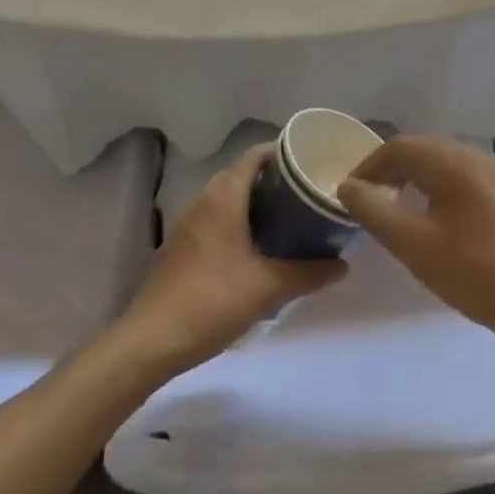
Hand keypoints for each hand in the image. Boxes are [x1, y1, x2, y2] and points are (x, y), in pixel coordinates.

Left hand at [115, 144, 344, 379]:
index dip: (283, 152)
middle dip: (275, 179)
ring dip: (257, 201)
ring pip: (229, 198)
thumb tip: (343, 266)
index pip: (255, 156)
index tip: (311, 162)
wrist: (151, 341)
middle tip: (307, 192)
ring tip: (291, 217)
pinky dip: (240, 221)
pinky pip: (217, 219)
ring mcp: (189, 224)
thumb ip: (309, 273)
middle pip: (243, 174)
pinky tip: (260, 246)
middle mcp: (204, 200)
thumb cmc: (212, 301)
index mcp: (224, 197)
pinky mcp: (182, 246)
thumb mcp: (269, 287)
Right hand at [337, 136, 494, 348]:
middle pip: (420, 149)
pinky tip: (426, 217)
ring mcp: (492, 173)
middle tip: (364, 202)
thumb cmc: (473, 272)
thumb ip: (374, 210)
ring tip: (389, 209)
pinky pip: (456, 177)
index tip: (347, 195)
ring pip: (439, 162)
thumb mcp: (413, 244)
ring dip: (410, 178)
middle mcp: (474, 155)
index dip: (367, 166)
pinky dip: (432, 187)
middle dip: (387, 170)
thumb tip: (348, 185)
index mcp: (453, 161)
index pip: (399, 146)